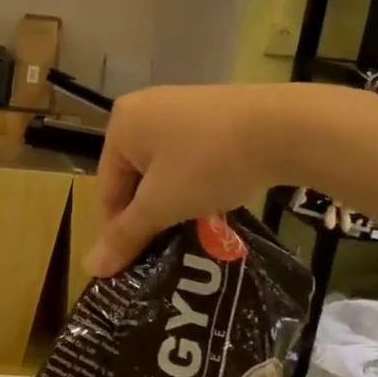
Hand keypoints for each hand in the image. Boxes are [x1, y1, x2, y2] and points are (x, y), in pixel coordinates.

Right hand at [84, 85, 305, 277]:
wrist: (286, 128)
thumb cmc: (208, 164)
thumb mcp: (161, 205)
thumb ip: (125, 236)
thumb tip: (91, 271)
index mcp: (121, 125)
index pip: (107, 189)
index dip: (120, 229)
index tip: (136, 260)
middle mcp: (144, 108)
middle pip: (134, 177)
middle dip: (150, 213)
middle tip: (167, 245)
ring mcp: (180, 105)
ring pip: (163, 168)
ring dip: (173, 200)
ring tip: (194, 225)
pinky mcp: (212, 111)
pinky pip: (189, 154)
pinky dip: (195, 180)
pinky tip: (214, 197)